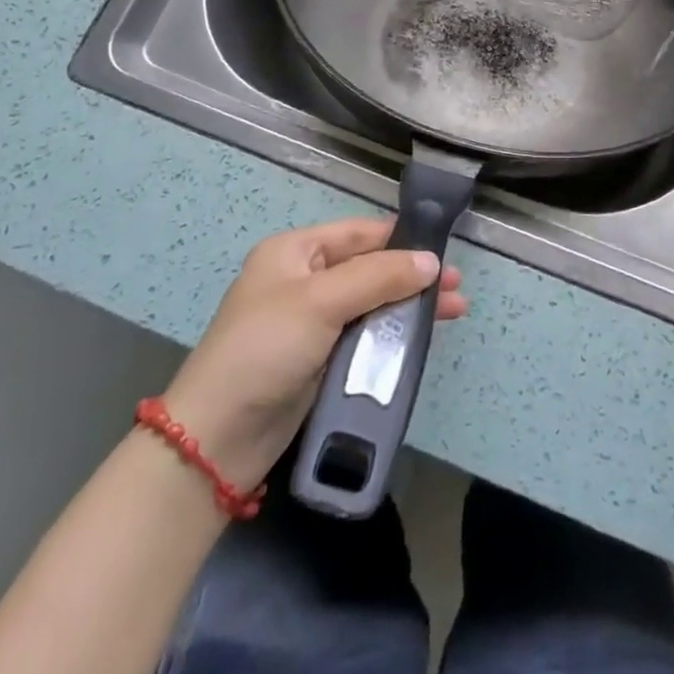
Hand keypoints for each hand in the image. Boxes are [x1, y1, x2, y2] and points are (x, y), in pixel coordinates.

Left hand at [161, 217, 466, 490]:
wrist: (216, 440)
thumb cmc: (265, 350)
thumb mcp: (321, 302)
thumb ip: (379, 277)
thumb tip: (431, 261)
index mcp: (296, 252)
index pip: (360, 234)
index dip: (402, 239)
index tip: (444, 249)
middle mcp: (304, 280)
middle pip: (371, 268)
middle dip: (413, 275)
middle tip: (456, 287)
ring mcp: (311, 322)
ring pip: (373, 302)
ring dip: (410, 305)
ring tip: (455, 310)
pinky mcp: (319, 359)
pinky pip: (365, 335)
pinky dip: (394, 333)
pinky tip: (422, 337)